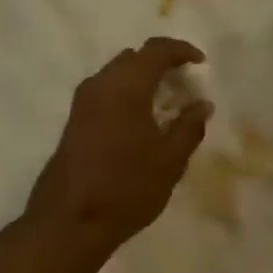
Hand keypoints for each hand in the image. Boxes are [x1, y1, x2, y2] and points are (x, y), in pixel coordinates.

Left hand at [25, 38, 212, 259]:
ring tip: (166, 104)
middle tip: (185, 84)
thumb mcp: (170, 161)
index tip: (201, 63)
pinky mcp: (74, 120)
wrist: (69, 222)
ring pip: (117, 74)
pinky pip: (106, 91)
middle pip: (134, 58)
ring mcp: (82, 102)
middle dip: (161, 63)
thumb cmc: (126, 188)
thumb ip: (189, 127)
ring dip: (142, 79)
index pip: (155, 50)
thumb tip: (203, 104)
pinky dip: (127, 93)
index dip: (181, 50)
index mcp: (125, 87)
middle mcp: (100, 85)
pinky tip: (141, 121)